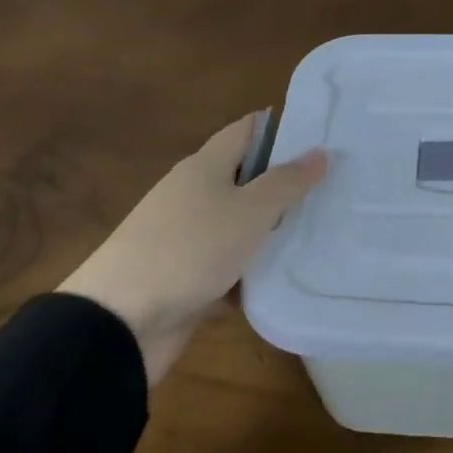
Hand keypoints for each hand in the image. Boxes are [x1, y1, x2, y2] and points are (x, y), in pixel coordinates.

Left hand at [60, 114, 327, 382]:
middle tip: (334, 188)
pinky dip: (250, 272)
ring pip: (239, 225)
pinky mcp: (183, 277)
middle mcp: (193, 194)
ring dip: (270, 232)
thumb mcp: (249, 211)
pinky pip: (227, 266)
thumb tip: (320, 152)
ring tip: (321, 235)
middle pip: (246, 178)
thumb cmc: (190, 250)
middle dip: (285, 184)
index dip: (282, 128)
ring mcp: (185, 237)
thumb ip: (287, 182)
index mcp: (205, 166)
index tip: (323, 135)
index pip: (248, 130)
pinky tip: (283, 280)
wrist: (118, 323)